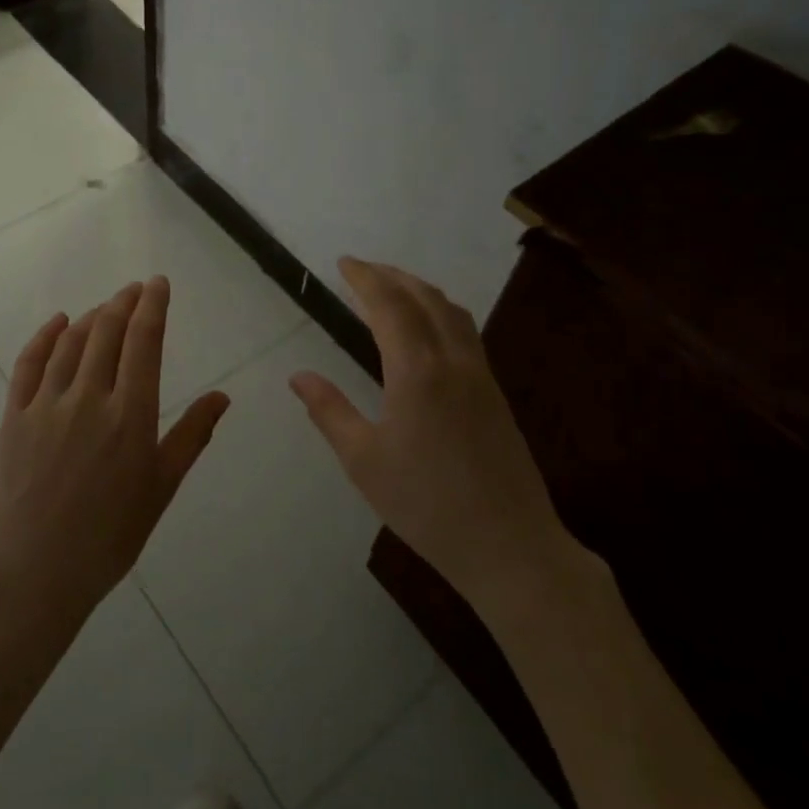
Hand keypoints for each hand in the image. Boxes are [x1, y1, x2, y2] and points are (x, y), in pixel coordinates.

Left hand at [0, 276, 230, 622]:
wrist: (35, 572)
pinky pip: (29, 362)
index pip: (144, 342)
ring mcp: (46, 405)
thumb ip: (191, 436)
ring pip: (71, 341)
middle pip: (107, 332)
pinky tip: (58, 321)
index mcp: (130, 416)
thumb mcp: (161, 488)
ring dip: (92, 316)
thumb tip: (222, 397)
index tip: (158, 283)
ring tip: (106, 307)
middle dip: (124, 302)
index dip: (153, 306)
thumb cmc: (109, 536)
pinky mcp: (14, 415)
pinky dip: (45, 335)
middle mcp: (89, 398)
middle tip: (135, 290)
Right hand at [289, 257, 579, 606]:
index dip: (365, 278)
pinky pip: (466, 332)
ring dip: (420, 289)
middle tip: (362, 269)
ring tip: (393, 287)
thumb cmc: (426, 504)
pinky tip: (429, 329)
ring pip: (451, 312)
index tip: (344, 263)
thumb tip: (299, 376)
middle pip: (424, 298)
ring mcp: (480, 376)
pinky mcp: (496, 394)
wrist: (509, 545)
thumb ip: (329, 412)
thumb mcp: (364, 461)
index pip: (389, 305)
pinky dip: (441, 311)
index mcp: (417, 372)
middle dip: (392, 276)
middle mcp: (452, 361)